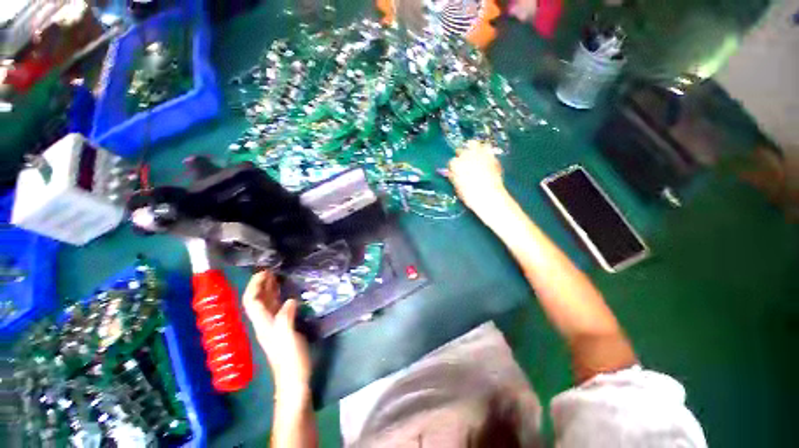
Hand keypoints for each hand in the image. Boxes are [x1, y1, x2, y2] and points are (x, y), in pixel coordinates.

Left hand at [243, 271, 310, 394]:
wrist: (294, 379)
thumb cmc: (291, 359)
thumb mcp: (288, 337)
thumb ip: (286, 317)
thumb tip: (290, 300)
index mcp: (264, 324)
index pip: (252, 301)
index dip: (255, 286)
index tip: (265, 272)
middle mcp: (265, 323)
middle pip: (257, 301)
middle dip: (261, 284)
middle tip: (272, 270)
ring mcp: (274, 326)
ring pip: (267, 304)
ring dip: (270, 289)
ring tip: (278, 277)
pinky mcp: (283, 328)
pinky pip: (278, 308)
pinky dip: (280, 297)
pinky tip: (287, 293)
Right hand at [447, 140, 508, 214]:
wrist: (489, 196)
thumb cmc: (470, 196)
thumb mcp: (458, 188)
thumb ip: (454, 177)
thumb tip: (451, 173)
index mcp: (456, 165)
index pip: (451, 162)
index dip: (454, 167)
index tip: (456, 171)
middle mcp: (466, 156)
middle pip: (460, 150)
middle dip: (461, 155)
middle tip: (464, 162)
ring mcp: (479, 154)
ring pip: (473, 143)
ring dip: (471, 147)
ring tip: (473, 153)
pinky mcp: (491, 155)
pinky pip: (487, 147)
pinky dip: (484, 150)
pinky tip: (485, 156)